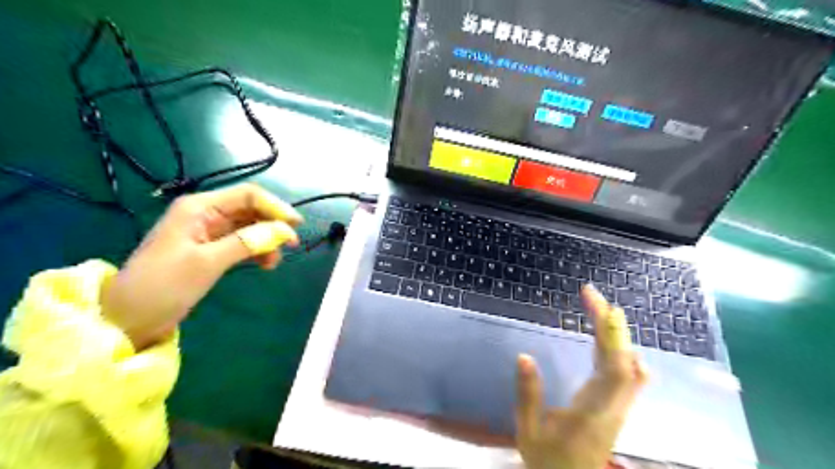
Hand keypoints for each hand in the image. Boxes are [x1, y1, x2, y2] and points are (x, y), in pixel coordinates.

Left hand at [99, 181, 303, 347]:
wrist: (128, 319)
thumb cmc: (163, 286)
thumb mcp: (207, 262)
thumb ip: (247, 243)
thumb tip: (284, 231)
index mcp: (199, 207)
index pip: (247, 195)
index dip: (275, 207)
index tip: (297, 225)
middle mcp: (206, 213)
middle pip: (250, 208)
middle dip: (273, 224)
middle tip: (292, 244)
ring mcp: (208, 231)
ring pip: (249, 226)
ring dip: (267, 239)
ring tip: (275, 261)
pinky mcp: (211, 249)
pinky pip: (242, 242)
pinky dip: (257, 250)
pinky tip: (265, 264)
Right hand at [512, 283, 647, 468]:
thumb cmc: (548, 462)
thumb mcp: (529, 432)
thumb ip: (528, 396)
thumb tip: (523, 356)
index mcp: (592, 413)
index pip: (615, 371)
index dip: (612, 336)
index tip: (601, 306)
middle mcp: (612, 406)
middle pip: (623, 360)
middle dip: (610, 324)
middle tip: (590, 294)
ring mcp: (617, 407)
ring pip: (628, 365)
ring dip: (616, 334)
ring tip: (600, 309)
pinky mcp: (615, 406)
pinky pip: (628, 374)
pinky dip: (622, 350)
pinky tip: (614, 340)